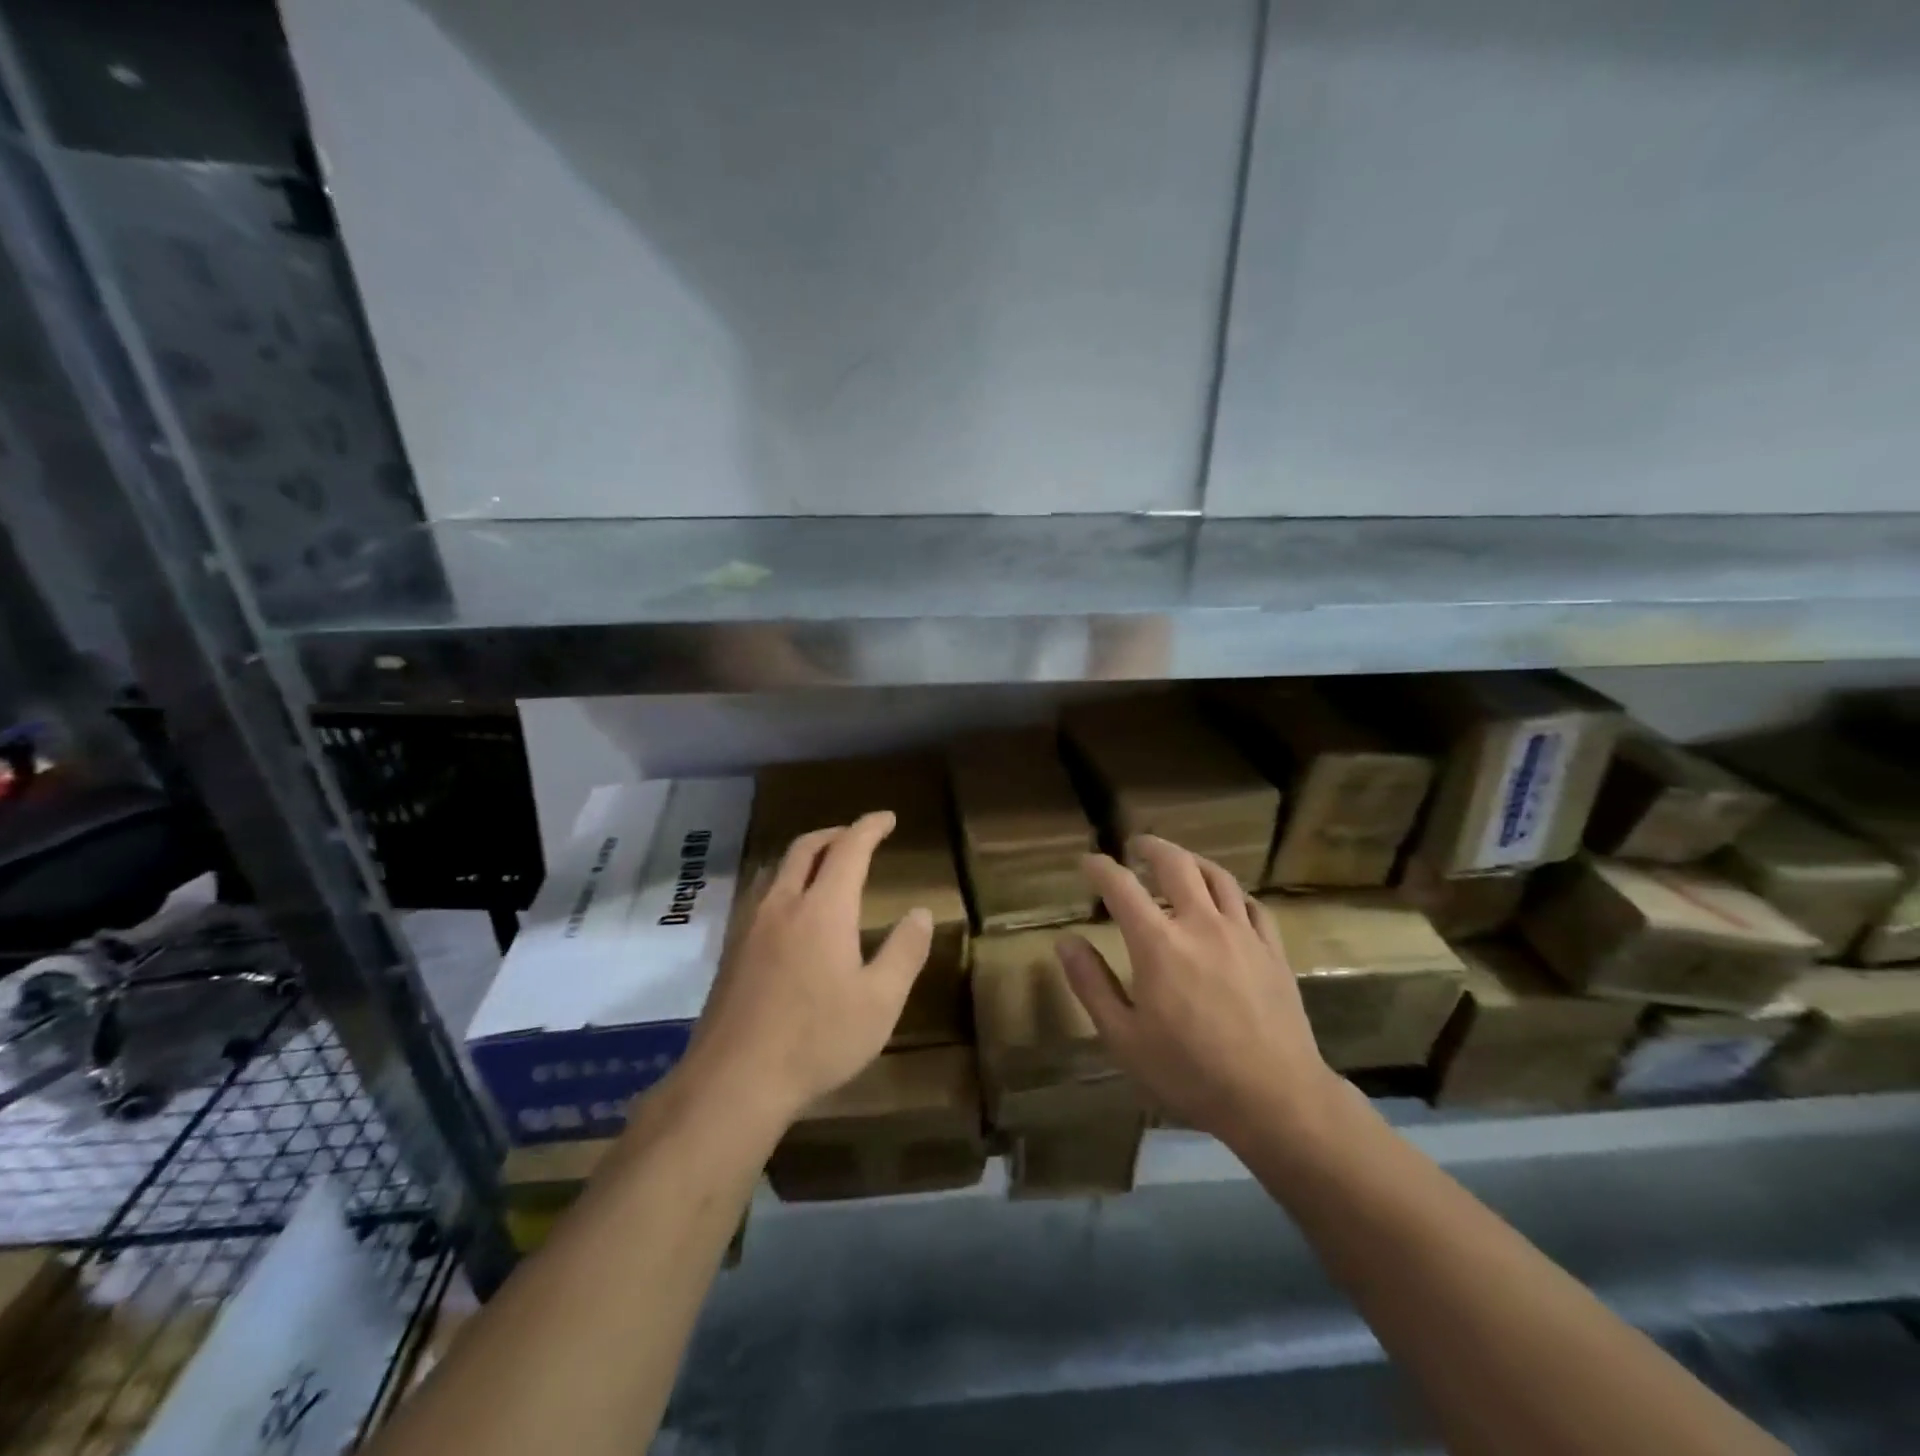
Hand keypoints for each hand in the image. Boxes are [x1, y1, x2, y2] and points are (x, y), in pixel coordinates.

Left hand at [683, 812, 931, 1125]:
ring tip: (824, 865)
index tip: (887, 818)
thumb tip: (922, 912)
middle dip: (835, 833)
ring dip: (805, 854)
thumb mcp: (880, 1002)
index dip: (870, 827)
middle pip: (806, 847)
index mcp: (823, 908)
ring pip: (778, 867)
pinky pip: (761, 892)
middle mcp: (783, 903)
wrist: (734, 1080)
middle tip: (857, 836)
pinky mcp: (732, 948)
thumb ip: (905, 952)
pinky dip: (783, 879)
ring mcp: (751, 924)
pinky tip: (788, 909)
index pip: (849, 849)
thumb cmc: (818, 1039)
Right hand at [1058, 837, 1340, 1143]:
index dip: (1100, 868)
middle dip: (1151, 847)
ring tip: (1178, 861)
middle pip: (1175, 864)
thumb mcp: (1124, 1037)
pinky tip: (1226, 900)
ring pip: (1217, 876)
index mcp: (1158, 943)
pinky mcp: (1273, 950)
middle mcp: (1200, 924)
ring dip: (1192, 860)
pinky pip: (1252, 905)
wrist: (1275, 1098)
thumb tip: (1066, 941)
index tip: (1087, 861)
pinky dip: (1231, 892)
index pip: (1121, 887)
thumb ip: (1091, 984)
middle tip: (1136, 846)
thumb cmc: (1189, 1072)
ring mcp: (1242, 933)